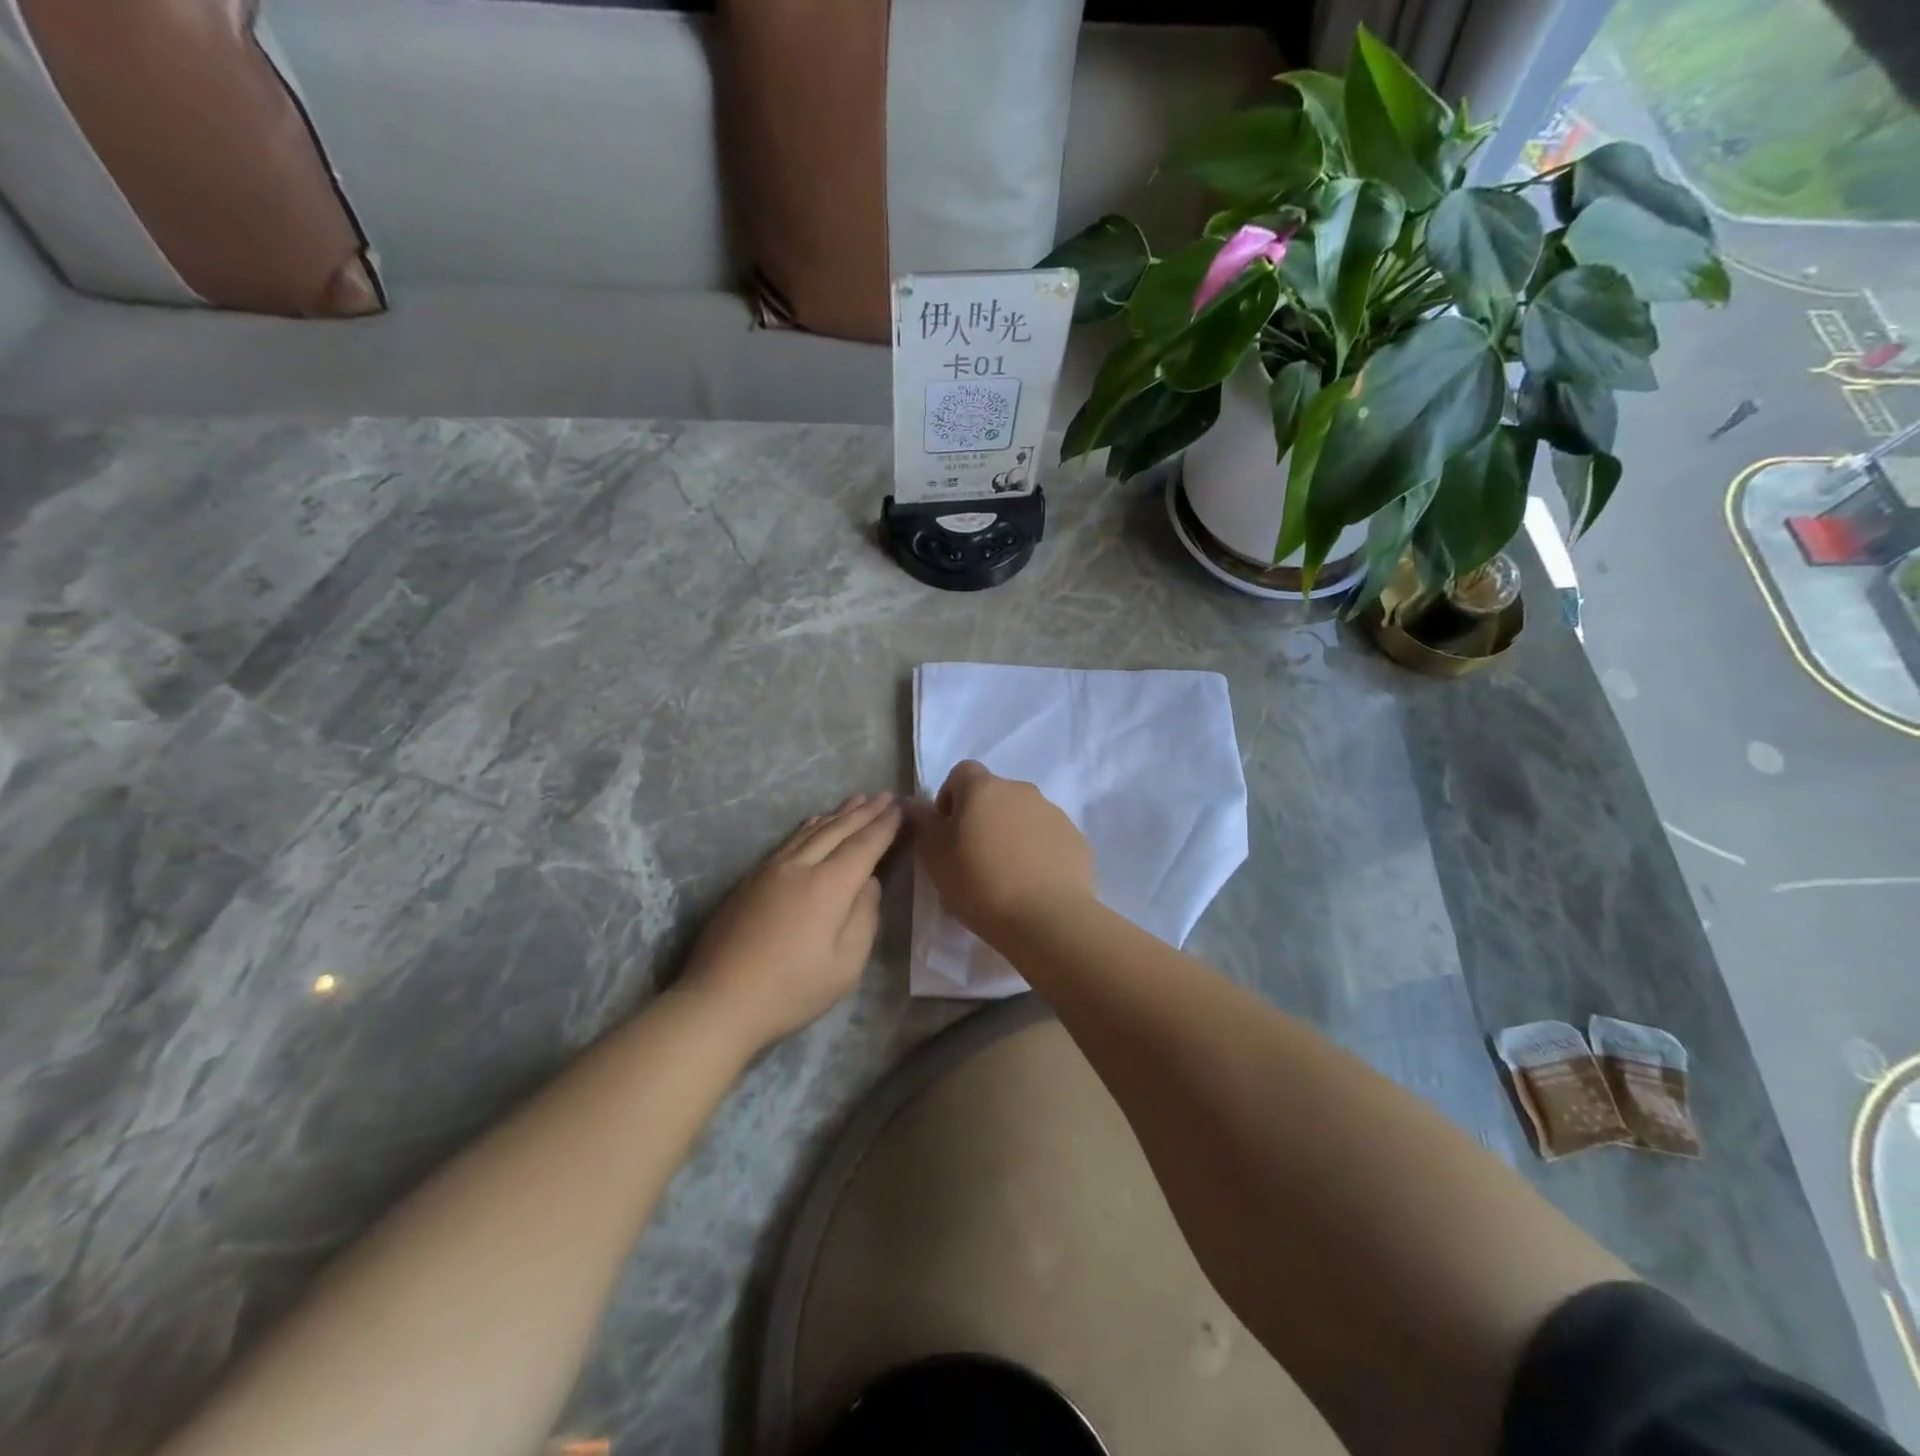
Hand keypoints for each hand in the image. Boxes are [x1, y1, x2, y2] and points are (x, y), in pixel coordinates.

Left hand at [681, 794, 901, 1051]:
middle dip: (864, 812)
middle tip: (885, 795)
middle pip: (838, 829)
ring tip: (857, 800)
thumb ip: (864, 917)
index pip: (864, 845)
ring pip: (811, 830)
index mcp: (829, 886)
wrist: (720, 999)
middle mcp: (800, 866)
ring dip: (838, 813)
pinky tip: (815, 822)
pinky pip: (790, 839)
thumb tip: (869, 883)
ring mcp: (771, 869)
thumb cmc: (792, 990)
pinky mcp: (751, 879)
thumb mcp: (846, 965)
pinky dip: (811, 826)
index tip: (901, 808)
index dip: (884, 826)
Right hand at [911, 762, 1094, 944]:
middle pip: (995, 794)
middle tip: (974, 854)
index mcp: (984, 789)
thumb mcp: (936, 858)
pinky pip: (1048, 836)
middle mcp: (1021, 790)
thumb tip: (912, 803)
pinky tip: (1033, 882)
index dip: (951, 795)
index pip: (962, 772)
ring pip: (1024, 814)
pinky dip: (1038, 850)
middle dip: (983, 816)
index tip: (948, 828)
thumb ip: (923, 824)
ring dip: (1011, 832)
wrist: (1047, 918)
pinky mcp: (1075, 838)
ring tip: (1006, 873)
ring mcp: (1053, 812)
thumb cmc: (980, 884)